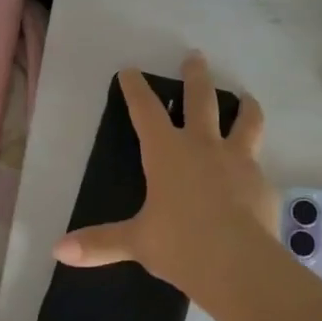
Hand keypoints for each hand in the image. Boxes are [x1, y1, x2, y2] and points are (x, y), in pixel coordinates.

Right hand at [54, 52, 273, 296]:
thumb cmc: (179, 245)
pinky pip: (258, 165)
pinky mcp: (263, 183)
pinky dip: (255, 164)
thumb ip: (100, 242)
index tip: (130, 71)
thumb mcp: (136, 242)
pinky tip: (255, 173)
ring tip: (247, 97)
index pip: (146, 112)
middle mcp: (204, 147)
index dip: (136, 90)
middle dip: (196, 76)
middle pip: (201, 100)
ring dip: (245, 107)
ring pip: (246, 122)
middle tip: (195, 57)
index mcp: (167, 153)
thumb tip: (59, 250)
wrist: (237, 263)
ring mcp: (238, 161)